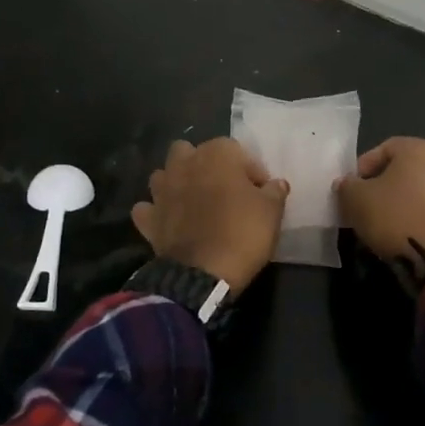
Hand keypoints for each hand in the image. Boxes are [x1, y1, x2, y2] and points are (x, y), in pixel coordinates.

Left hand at [132, 138, 289, 292]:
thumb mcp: (272, 212)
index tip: (261, 193)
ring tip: (195, 203)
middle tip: (224, 190)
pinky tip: (170, 222)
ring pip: (165, 175)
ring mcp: (162, 190)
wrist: (202, 273)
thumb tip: (276, 184)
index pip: (239, 152)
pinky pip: (149, 207)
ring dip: (177, 183)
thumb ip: (274, 192)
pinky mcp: (148, 218)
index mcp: (217, 154)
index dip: (252, 172)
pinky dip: (157, 212)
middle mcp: (185, 164)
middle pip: (192, 153)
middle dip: (206, 166)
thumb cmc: (242, 233)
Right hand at [334, 137, 424, 292]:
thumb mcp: (355, 198)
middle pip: (402, 169)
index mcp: (420, 150)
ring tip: (377, 218)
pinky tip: (396, 231)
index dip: (363, 165)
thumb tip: (347, 184)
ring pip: (415, 189)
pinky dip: (411, 214)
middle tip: (362, 201)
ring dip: (396, 199)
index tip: (351, 186)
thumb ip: (347, 185)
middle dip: (380, 183)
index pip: (385, 148)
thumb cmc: (391, 217)